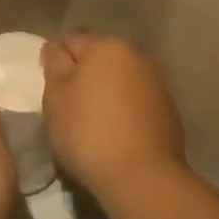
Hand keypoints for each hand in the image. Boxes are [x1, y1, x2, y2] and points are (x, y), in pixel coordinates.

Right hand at [41, 33, 185, 198]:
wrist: (142, 178)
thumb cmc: (88, 131)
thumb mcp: (56, 96)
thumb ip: (55, 64)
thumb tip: (56, 47)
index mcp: (108, 46)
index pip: (71, 41)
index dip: (55, 62)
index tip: (49, 88)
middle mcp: (137, 56)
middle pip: (99, 59)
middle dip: (82, 75)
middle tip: (66, 106)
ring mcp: (158, 84)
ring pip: (119, 80)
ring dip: (105, 93)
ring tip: (91, 123)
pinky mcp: (169, 111)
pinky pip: (136, 102)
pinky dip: (123, 111)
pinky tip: (114, 134)